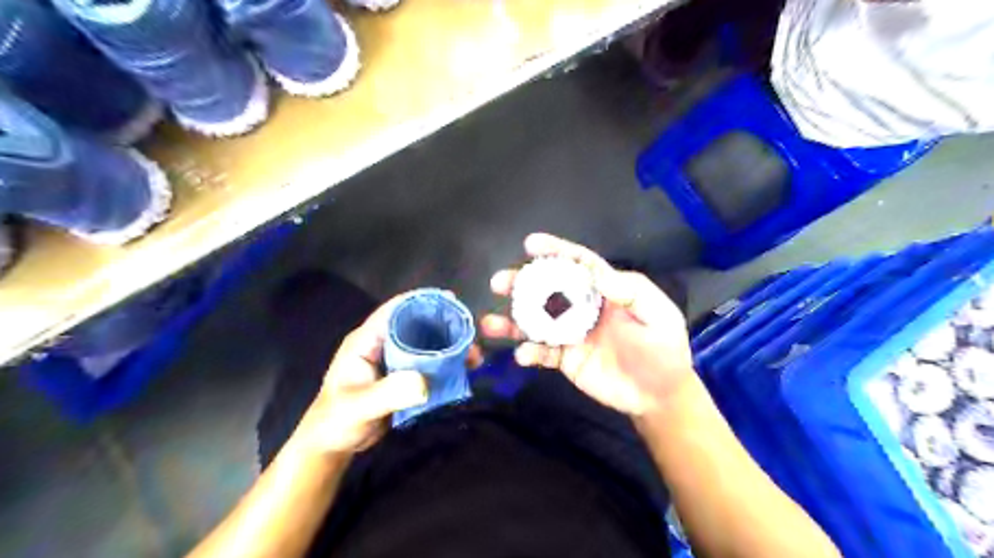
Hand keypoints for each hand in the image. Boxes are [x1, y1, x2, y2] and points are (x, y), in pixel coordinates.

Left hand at [293, 295, 480, 455]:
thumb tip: (425, 382)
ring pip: (426, 344)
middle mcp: (383, 345)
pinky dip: (446, 365)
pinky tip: (463, 371)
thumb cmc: (337, 421)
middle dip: (444, 325)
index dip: (421, 301)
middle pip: (416, 324)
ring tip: (473, 356)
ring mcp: (395, 361)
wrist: (333, 446)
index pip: (395, 310)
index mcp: (367, 340)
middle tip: (470, 333)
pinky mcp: (404, 378)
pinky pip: (429, 364)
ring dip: (449, 347)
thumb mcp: (359, 406)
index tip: (451, 300)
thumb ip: (388, 393)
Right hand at [481, 233, 693, 416]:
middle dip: (522, 283)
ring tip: (490, 323)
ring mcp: (571, 334)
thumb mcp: (658, 316)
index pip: (578, 264)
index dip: (556, 251)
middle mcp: (582, 307)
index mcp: (604, 291)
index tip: (530, 244)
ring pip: (537, 322)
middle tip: (499, 282)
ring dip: (512, 320)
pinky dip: (529, 353)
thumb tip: (598, 274)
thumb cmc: (663, 350)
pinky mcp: (566, 359)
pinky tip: (522, 355)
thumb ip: (631, 293)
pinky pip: (543, 353)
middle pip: (548, 290)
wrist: (659, 395)